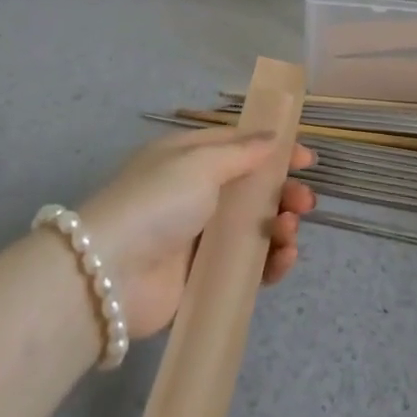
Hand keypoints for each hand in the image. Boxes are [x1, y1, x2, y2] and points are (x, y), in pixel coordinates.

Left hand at [76, 126, 315, 339]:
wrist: (109, 275)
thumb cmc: (156, 202)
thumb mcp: (199, 163)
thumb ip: (242, 152)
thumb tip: (272, 137)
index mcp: (188, 158)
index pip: (239, 146)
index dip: (274, 150)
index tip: (306, 159)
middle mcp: (194, 194)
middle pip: (251, 189)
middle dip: (282, 192)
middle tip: (305, 202)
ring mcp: (198, 238)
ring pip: (253, 228)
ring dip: (279, 226)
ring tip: (290, 231)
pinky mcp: (202, 279)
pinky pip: (245, 267)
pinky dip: (268, 262)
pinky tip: (283, 259)